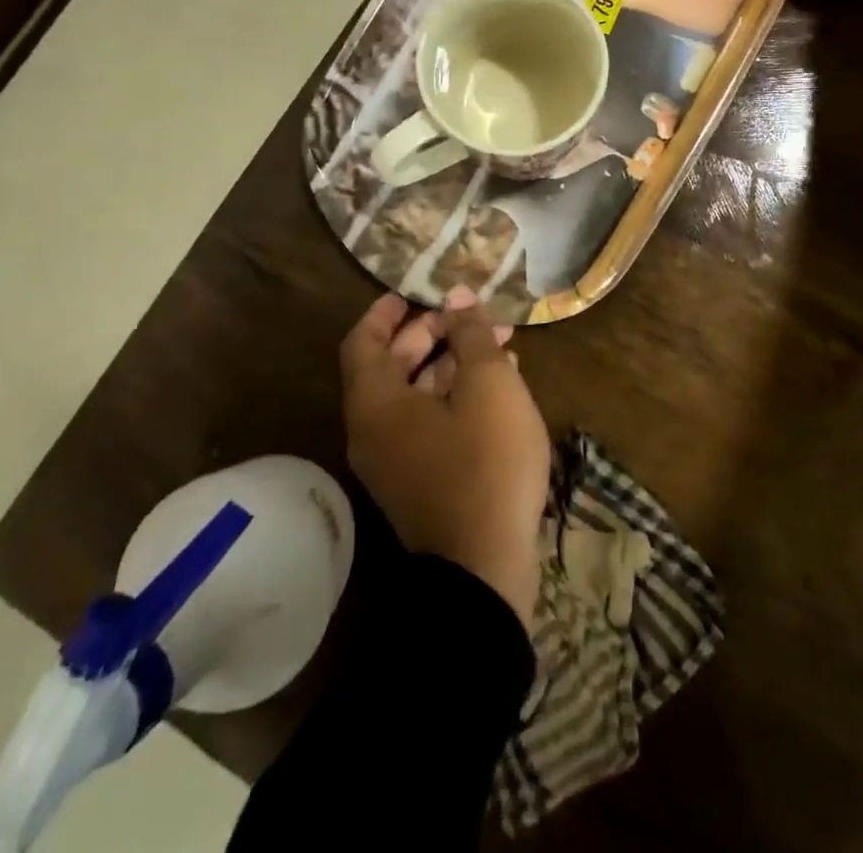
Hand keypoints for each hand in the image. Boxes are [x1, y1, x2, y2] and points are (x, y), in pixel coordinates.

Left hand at [340, 287, 549, 628]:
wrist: (485, 572)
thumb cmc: (485, 463)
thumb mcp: (488, 385)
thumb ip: (470, 335)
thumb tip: (458, 297)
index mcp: (377, 404)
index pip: (362, 342)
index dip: (385, 312)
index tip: (414, 291)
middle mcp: (374, 432)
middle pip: (392, 367)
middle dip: (433, 334)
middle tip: (472, 316)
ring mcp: (396, 463)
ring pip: (417, 396)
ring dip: (453, 365)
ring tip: (500, 345)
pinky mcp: (422, 485)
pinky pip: (430, 425)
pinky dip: (456, 398)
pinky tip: (500, 388)